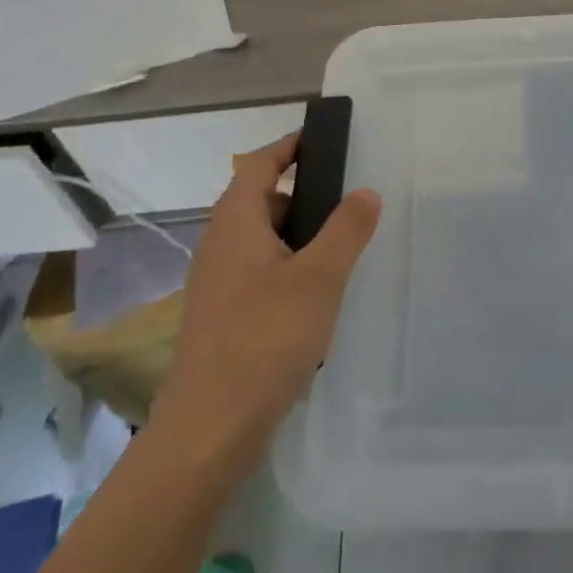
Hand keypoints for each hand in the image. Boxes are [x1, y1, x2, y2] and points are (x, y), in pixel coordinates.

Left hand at [148, 134, 381, 487]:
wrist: (208, 432)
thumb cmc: (265, 340)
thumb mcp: (319, 279)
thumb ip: (346, 230)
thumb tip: (365, 191)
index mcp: (236, 222)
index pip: (260, 163)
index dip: (290, 146)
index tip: (324, 139)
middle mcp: (218, 244)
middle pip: (259, 199)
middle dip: (302, 194)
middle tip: (346, 199)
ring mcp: (215, 283)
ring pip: (260, 240)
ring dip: (296, 235)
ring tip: (339, 248)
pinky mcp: (220, 316)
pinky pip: (257, 272)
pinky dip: (286, 267)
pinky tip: (314, 297)